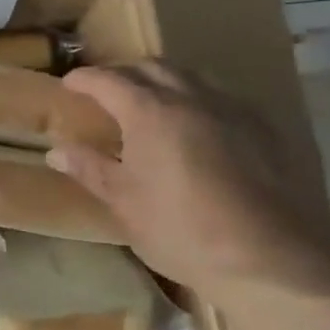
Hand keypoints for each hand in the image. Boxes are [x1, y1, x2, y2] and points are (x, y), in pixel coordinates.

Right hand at [46, 61, 329, 295]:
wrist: (273, 262)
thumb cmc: (182, 231)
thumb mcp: (125, 203)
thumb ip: (90, 169)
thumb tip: (57, 151)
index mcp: (151, 111)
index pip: (109, 80)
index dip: (84, 79)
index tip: (69, 84)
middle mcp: (193, 97)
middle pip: (152, 67)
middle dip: (124, 73)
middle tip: (107, 92)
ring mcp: (235, 110)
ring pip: (192, 78)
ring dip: (164, 82)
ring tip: (151, 105)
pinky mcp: (268, 130)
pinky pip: (224, 100)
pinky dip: (198, 102)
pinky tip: (198, 130)